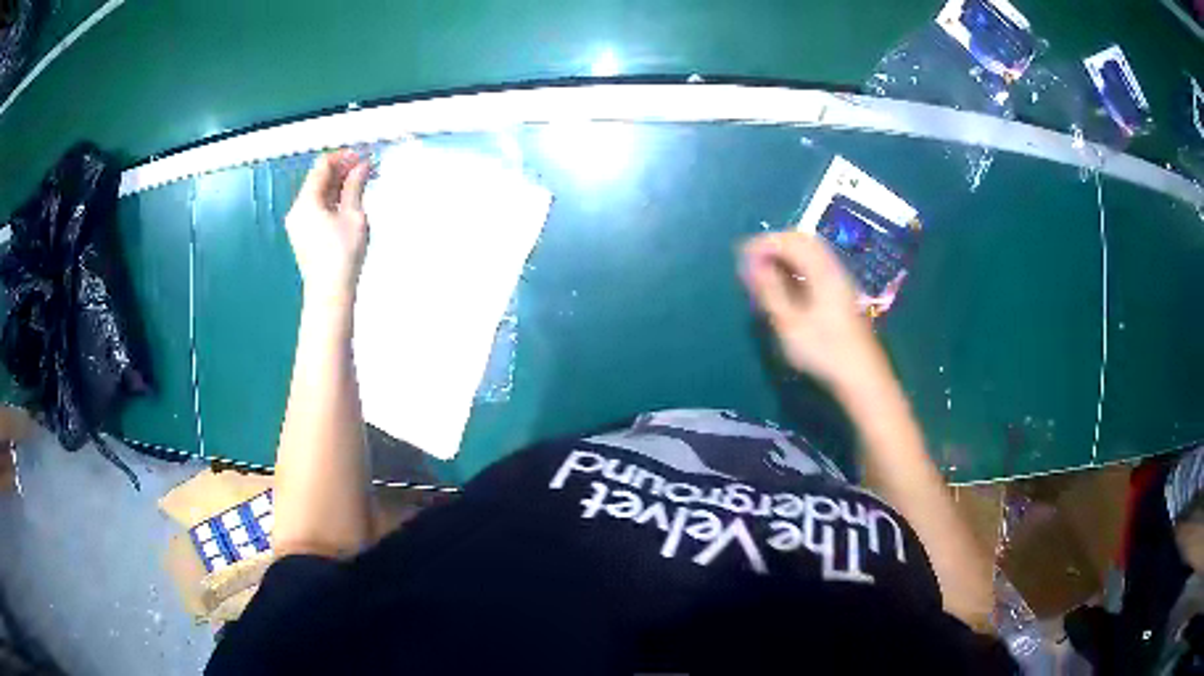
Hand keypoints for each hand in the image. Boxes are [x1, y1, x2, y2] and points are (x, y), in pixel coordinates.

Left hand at [285, 150, 370, 306]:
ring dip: (339, 186)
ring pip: (318, 194)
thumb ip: (355, 186)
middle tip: (366, 170)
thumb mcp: (353, 215)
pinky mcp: (303, 235)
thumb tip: (362, 166)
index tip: (363, 157)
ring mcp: (298, 223)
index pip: (322, 166)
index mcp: (306, 201)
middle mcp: (297, 209)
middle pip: (318, 179)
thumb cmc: (342, 254)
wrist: (329, 292)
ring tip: (362, 186)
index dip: (343, 157)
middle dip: (342, 171)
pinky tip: (349, 203)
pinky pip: (317, 208)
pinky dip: (332, 201)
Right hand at [740, 232, 889, 390]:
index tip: (741, 256)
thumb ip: (769, 290)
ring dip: (785, 255)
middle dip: (774, 245)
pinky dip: (796, 267)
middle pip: (802, 240)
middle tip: (752, 261)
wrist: (861, 375)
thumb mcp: (789, 323)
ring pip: (810, 253)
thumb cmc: (823, 351)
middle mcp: (833, 268)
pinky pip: (815, 266)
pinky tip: (785, 285)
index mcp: (822, 271)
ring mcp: (839, 280)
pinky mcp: (840, 292)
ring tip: (764, 273)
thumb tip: (751, 264)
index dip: (763, 243)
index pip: (790, 241)